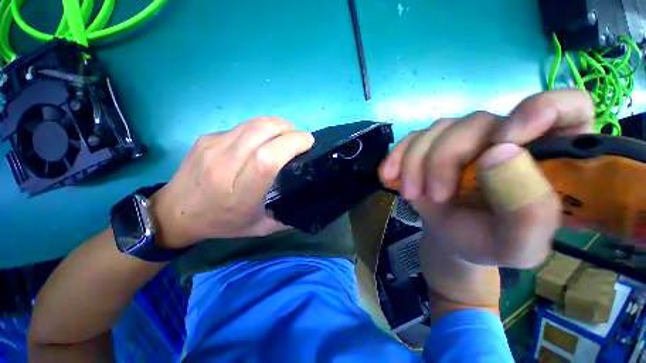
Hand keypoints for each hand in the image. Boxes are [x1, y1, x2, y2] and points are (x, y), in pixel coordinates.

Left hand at [150, 117, 313, 248]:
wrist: (175, 213)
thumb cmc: (223, 223)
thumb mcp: (261, 227)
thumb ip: (287, 216)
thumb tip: (310, 201)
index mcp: (240, 193)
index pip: (267, 158)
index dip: (291, 144)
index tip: (307, 143)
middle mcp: (224, 166)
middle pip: (262, 132)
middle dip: (289, 130)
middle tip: (300, 138)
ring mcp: (212, 148)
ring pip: (253, 123)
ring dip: (278, 125)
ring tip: (287, 135)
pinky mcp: (207, 138)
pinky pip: (243, 126)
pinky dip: (262, 128)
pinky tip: (265, 139)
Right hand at [380, 90, 594, 268]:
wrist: (451, 239)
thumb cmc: (488, 244)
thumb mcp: (517, 246)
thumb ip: (528, 212)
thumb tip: (500, 154)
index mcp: (550, 157)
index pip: (568, 106)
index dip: (542, 110)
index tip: (505, 141)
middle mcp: (508, 135)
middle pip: (477, 122)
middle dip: (445, 160)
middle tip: (435, 195)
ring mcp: (465, 137)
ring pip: (438, 129)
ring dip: (416, 163)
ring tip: (412, 194)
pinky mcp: (432, 144)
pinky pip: (412, 138)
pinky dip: (397, 156)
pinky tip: (389, 176)